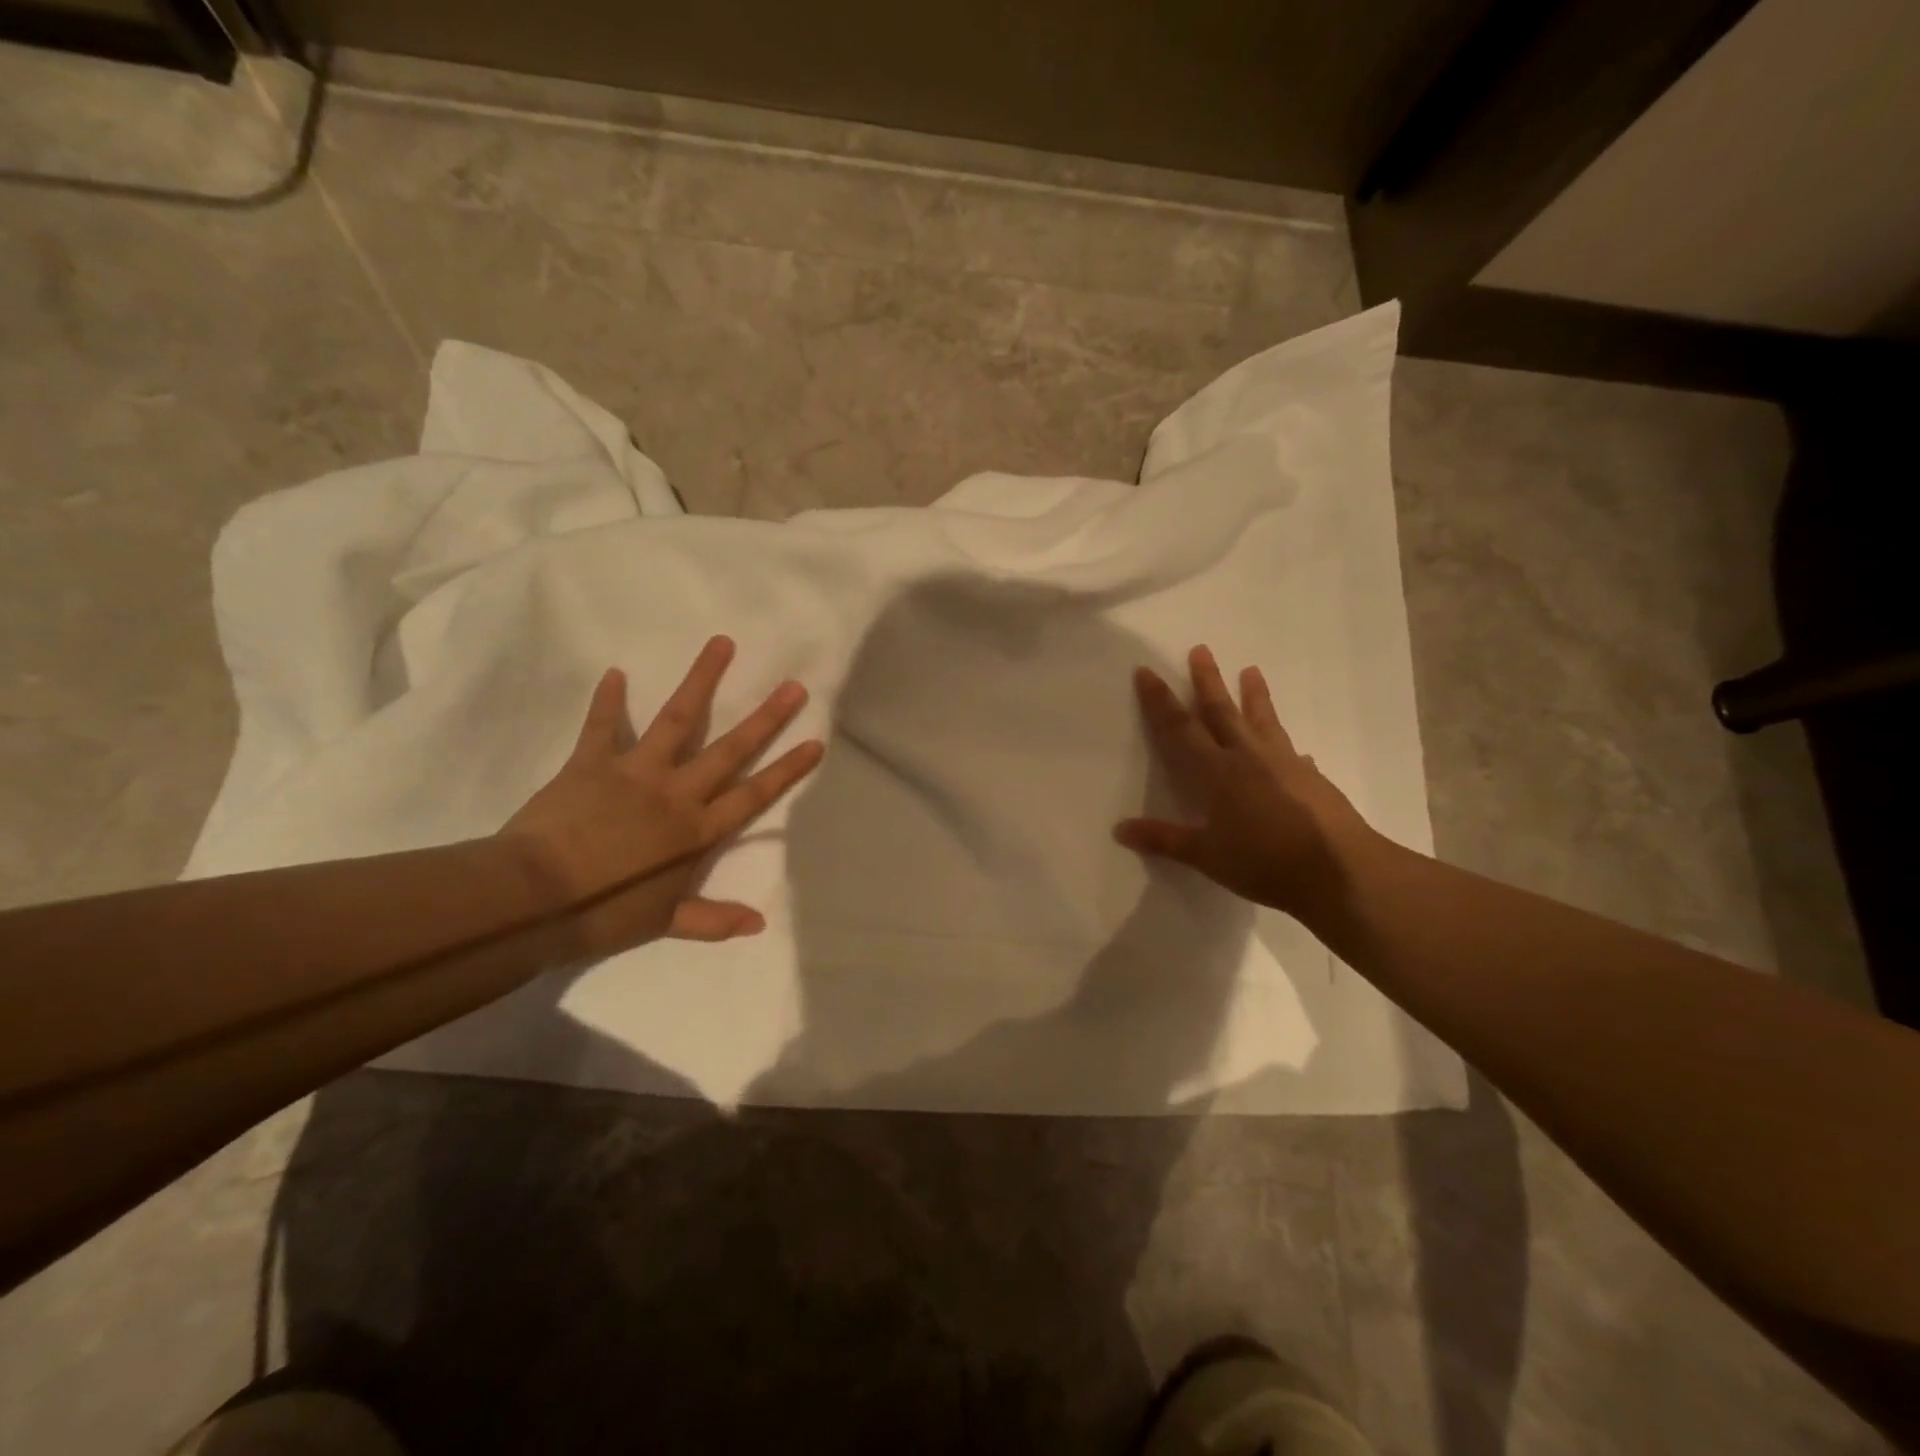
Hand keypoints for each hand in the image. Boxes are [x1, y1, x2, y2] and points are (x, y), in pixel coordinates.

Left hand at [500, 636, 822, 955]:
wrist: (532, 899)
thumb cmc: (603, 914)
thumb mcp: (664, 923)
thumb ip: (713, 920)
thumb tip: (759, 924)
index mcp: (696, 831)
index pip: (753, 794)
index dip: (786, 769)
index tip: (814, 741)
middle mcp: (676, 792)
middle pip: (729, 750)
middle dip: (765, 718)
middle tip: (792, 686)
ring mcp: (635, 772)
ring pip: (676, 720)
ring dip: (701, 681)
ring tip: (721, 644)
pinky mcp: (591, 763)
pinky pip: (602, 727)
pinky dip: (608, 700)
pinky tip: (615, 672)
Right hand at [1115, 645, 1378, 922]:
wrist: (1339, 871)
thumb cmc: (1264, 862)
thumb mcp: (1207, 856)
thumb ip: (1164, 840)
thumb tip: (1119, 830)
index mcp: (1218, 772)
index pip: (1180, 728)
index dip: (1160, 700)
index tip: (1147, 671)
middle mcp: (1249, 758)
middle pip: (1223, 711)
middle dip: (1208, 681)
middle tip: (1201, 649)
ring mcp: (1285, 764)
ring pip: (1263, 721)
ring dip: (1254, 696)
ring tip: (1252, 670)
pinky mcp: (1312, 779)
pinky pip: (1293, 753)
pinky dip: (1288, 747)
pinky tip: (1297, 751)